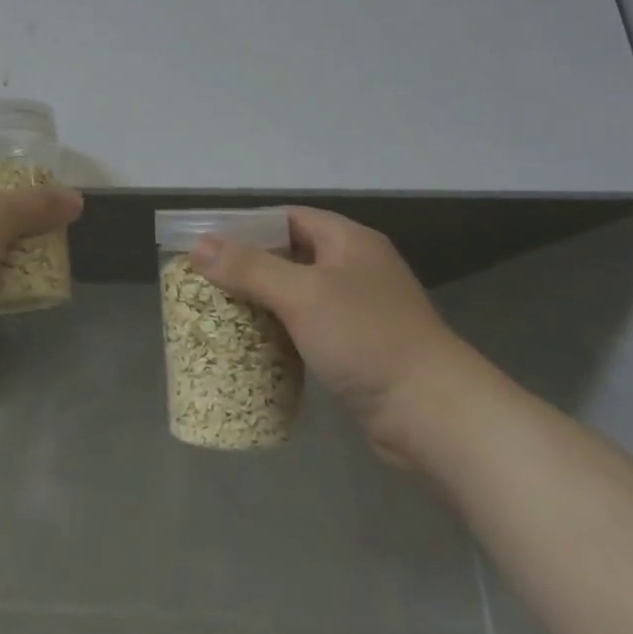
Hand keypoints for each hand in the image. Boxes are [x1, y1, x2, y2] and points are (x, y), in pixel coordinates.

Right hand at [192, 208, 479, 466]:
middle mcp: (355, 268)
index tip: (208, 243)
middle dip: (249, 267)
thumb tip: (197, 245)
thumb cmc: (366, 338)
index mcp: (349, 241)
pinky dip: (282, 332)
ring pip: (298, 294)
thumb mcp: (301, 295)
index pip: (287, 218)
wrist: (435, 415)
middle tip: (206, 281)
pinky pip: (310, 327)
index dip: (247, 226)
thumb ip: (248, 267)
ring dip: (263, 302)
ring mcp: (360, 310)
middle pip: (290, 255)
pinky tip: (255, 346)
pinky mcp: (359, 348)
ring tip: (220, 312)